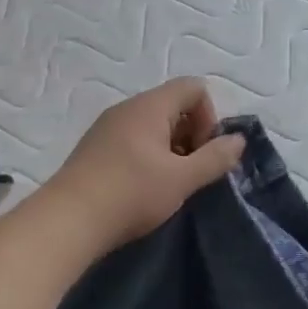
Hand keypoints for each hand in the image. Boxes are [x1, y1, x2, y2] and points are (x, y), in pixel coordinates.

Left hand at [47, 79, 247, 253]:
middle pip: (172, 106)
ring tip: (167, 185)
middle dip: (191, 135)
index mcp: (150, 106)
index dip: (209, 117)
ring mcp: (106, 128)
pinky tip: (142, 189)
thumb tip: (238, 140)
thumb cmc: (132, 193)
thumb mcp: (183, 179)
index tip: (203, 152)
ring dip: (169, 150)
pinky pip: (130, 141)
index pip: (193, 88)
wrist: (69, 220)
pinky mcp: (93, 149)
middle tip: (189, 172)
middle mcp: (126, 108)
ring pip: (151, 126)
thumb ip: (215, 158)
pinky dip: (146, 158)